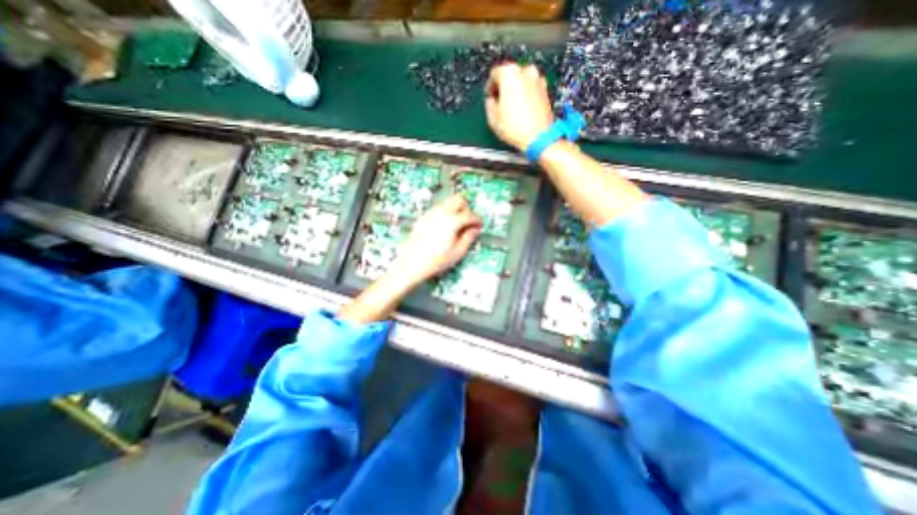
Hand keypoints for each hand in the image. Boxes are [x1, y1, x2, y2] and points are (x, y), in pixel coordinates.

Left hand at [390, 195, 482, 286]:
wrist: (412, 262)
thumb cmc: (437, 260)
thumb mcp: (458, 252)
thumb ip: (468, 238)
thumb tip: (475, 229)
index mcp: (452, 221)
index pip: (470, 215)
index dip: (477, 220)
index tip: (480, 226)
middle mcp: (442, 212)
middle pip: (458, 200)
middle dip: (466, 209)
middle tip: (468, 222)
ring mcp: (431, 213)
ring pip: (447, 203)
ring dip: (455, 210)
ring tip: (457, 225)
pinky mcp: (423, 217)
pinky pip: (438, 209)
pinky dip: (445, 213)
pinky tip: (444, 227)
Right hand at [483, 62, 554, 149]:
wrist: (538, 137)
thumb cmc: (516, 128)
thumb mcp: (493, 119)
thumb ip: (489, 104)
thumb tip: (491, 101)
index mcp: (509, 74)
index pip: (494, 73)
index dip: (490, 86)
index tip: (489, 95)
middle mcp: (525, 72)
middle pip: (510, 75)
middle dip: (504, 87)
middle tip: (499, 101)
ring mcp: (538, 80)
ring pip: (522, 81)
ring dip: (516, 90)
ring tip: (511, 107)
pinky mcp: (545, 91)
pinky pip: (531, 89)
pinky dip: (526, 95)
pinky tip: (522, 109)